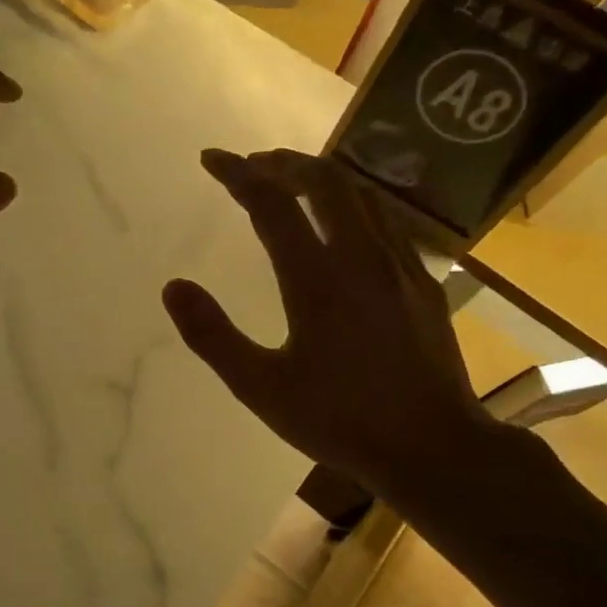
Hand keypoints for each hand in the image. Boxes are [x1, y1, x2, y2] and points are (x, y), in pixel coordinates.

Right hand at [163, 148, 497, 496]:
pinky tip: (345, 222)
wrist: (433, 447)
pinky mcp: (423, 282)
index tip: (211, 159)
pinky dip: (354, 202)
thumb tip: (173, 287)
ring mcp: (400, 266)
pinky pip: (386, 219)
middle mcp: (360, 258)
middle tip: (252, 166)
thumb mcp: (261, 388)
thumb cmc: (340, 420)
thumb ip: (212, 336)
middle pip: (324, 181)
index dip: (237, 174)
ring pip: (361, 193)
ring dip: (321, 177)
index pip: (271, 204)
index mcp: (316, 280)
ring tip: (292, 183)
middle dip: (283, 163)